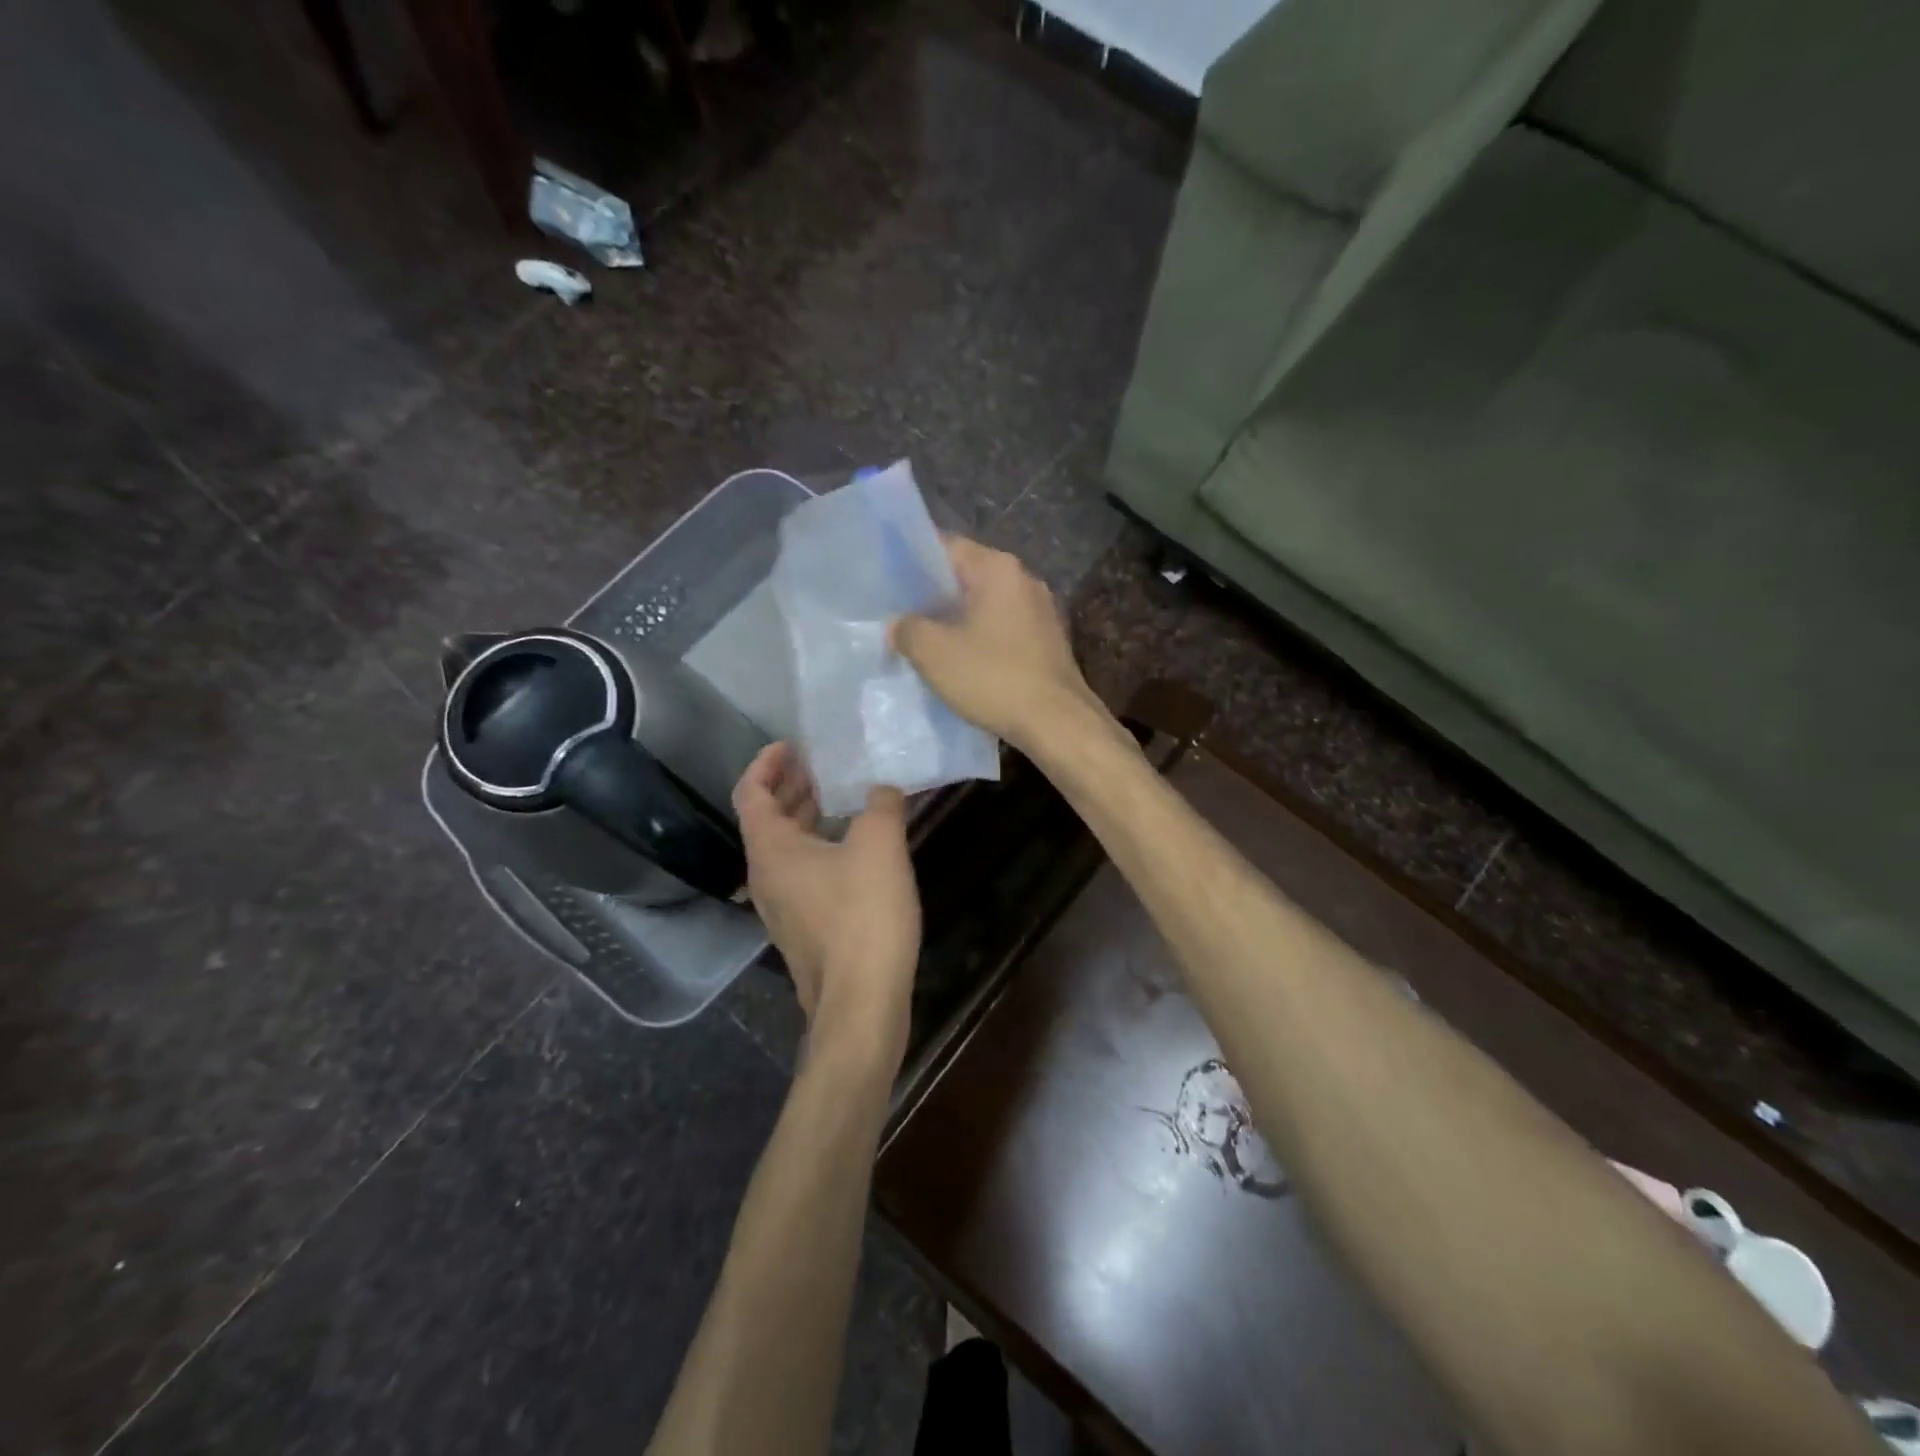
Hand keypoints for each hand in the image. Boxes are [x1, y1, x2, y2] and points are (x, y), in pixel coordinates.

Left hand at [733, 742, 920, 1064]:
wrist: (861, 1003)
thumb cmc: (863, 915)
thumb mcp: (879, 845)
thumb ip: (881, 805)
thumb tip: (883, 788)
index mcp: (771, 850)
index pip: (750, 792)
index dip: (766, 763)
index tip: (793, 744)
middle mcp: (766, 876)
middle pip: (766, 819)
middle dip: (791, 787)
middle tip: (822, 764)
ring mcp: (782, 907)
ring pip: (786, 848)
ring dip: (807, 817)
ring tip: (841, 797)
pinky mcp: (804, 929)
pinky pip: (804, 873)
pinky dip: (821, 847)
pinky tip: (857, 847)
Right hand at [890, 536, 1099, 751]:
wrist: (1057, 723)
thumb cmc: (993, 678)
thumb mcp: (933, 653)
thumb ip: (907, 629)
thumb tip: (898, 625)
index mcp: (998, 568)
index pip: (946, 546)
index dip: (913, 562)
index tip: (888, 584)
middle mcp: (1024, 579)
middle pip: (967, 576)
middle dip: (933, 596)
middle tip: (901, 617)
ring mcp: (1041, 611)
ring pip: (986, 605)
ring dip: (957, 621)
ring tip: (927, 642)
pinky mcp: (1048, 641)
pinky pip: (1003, 629)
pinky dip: (981, 639)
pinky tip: (963, 663)